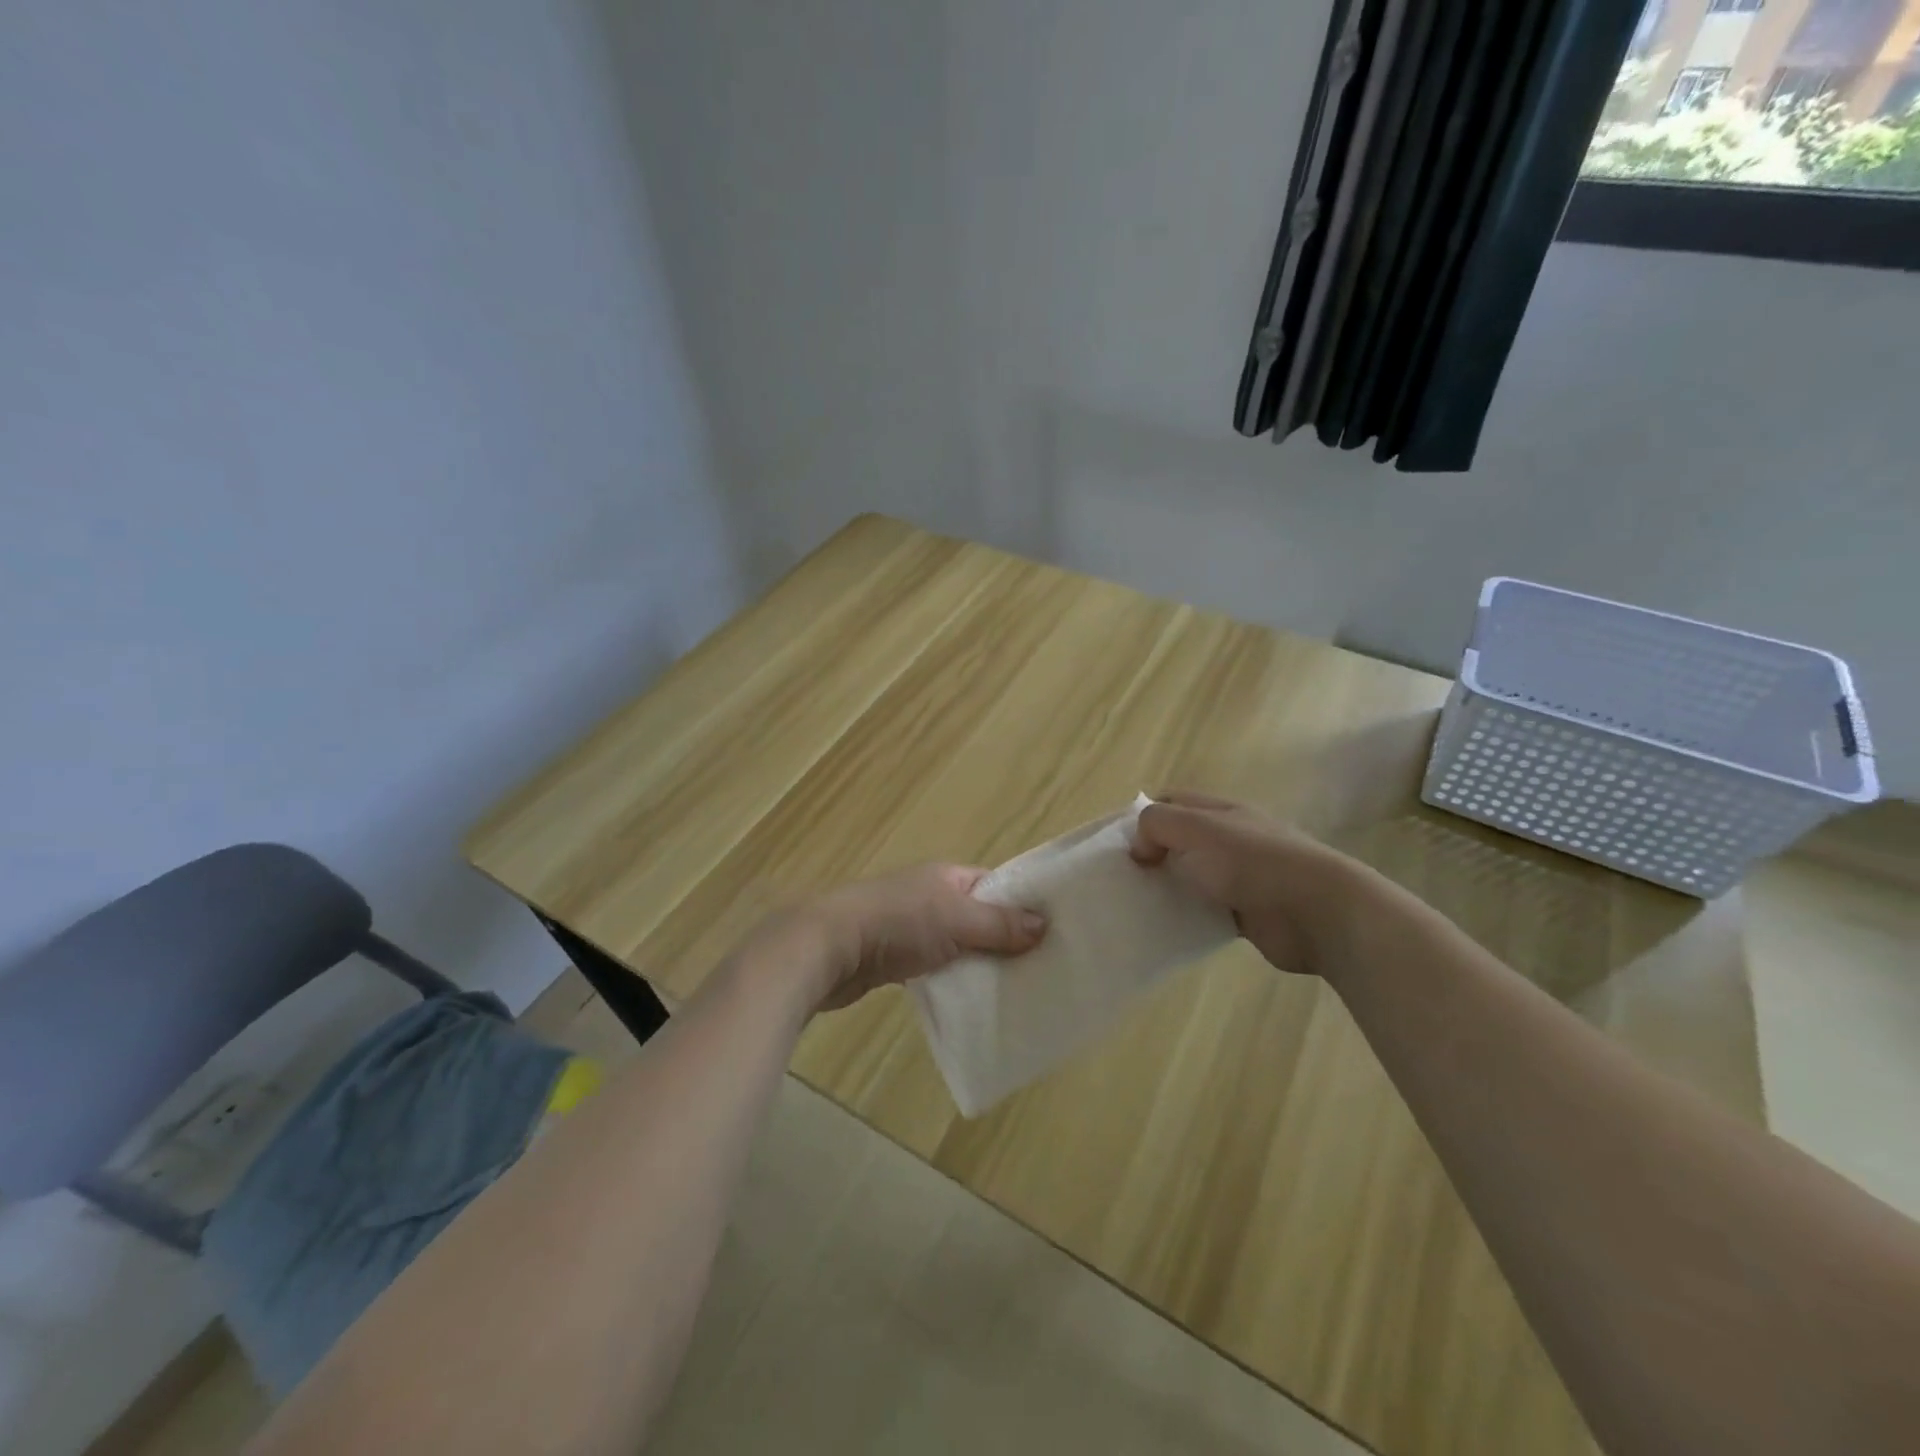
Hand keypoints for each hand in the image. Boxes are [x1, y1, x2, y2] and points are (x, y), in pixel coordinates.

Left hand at [804, 864, 1047, 1011]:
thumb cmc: (896, 923)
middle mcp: (931, 896)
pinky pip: (937, 966)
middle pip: (979, 916)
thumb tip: (1043, 924)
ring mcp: (911, 926)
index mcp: (948, 877)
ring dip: (979, 962)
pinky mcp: (895, 957)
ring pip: (959, 944)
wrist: (827, 947)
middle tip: (1041, 969)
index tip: (1054, 933)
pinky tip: (972, 1000)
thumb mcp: (956, 919)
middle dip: (1005, 940)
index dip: (1023, 906)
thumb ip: (999, 924)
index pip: (997, 886)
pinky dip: (953, 978)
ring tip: (1015, 989)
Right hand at [1129, 791, 1356, 977]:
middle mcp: (1229, 839)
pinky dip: (1187, 917)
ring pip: (1191, 877)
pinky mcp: (1246, 913)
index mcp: (1220, 811)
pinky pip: (1206, 911)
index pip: (1171, 802)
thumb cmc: (1252, 861)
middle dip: (1152, 855)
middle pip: (1180, 841)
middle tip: (1122, 878)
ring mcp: (1240, 876)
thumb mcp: (1195, 828)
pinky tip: (1166, 928)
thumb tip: (1140, 849)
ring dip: (1168, 888)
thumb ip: (1157, 826)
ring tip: (1136, 904)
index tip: (1119, 844)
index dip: (1143, 817)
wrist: (1317, 911)